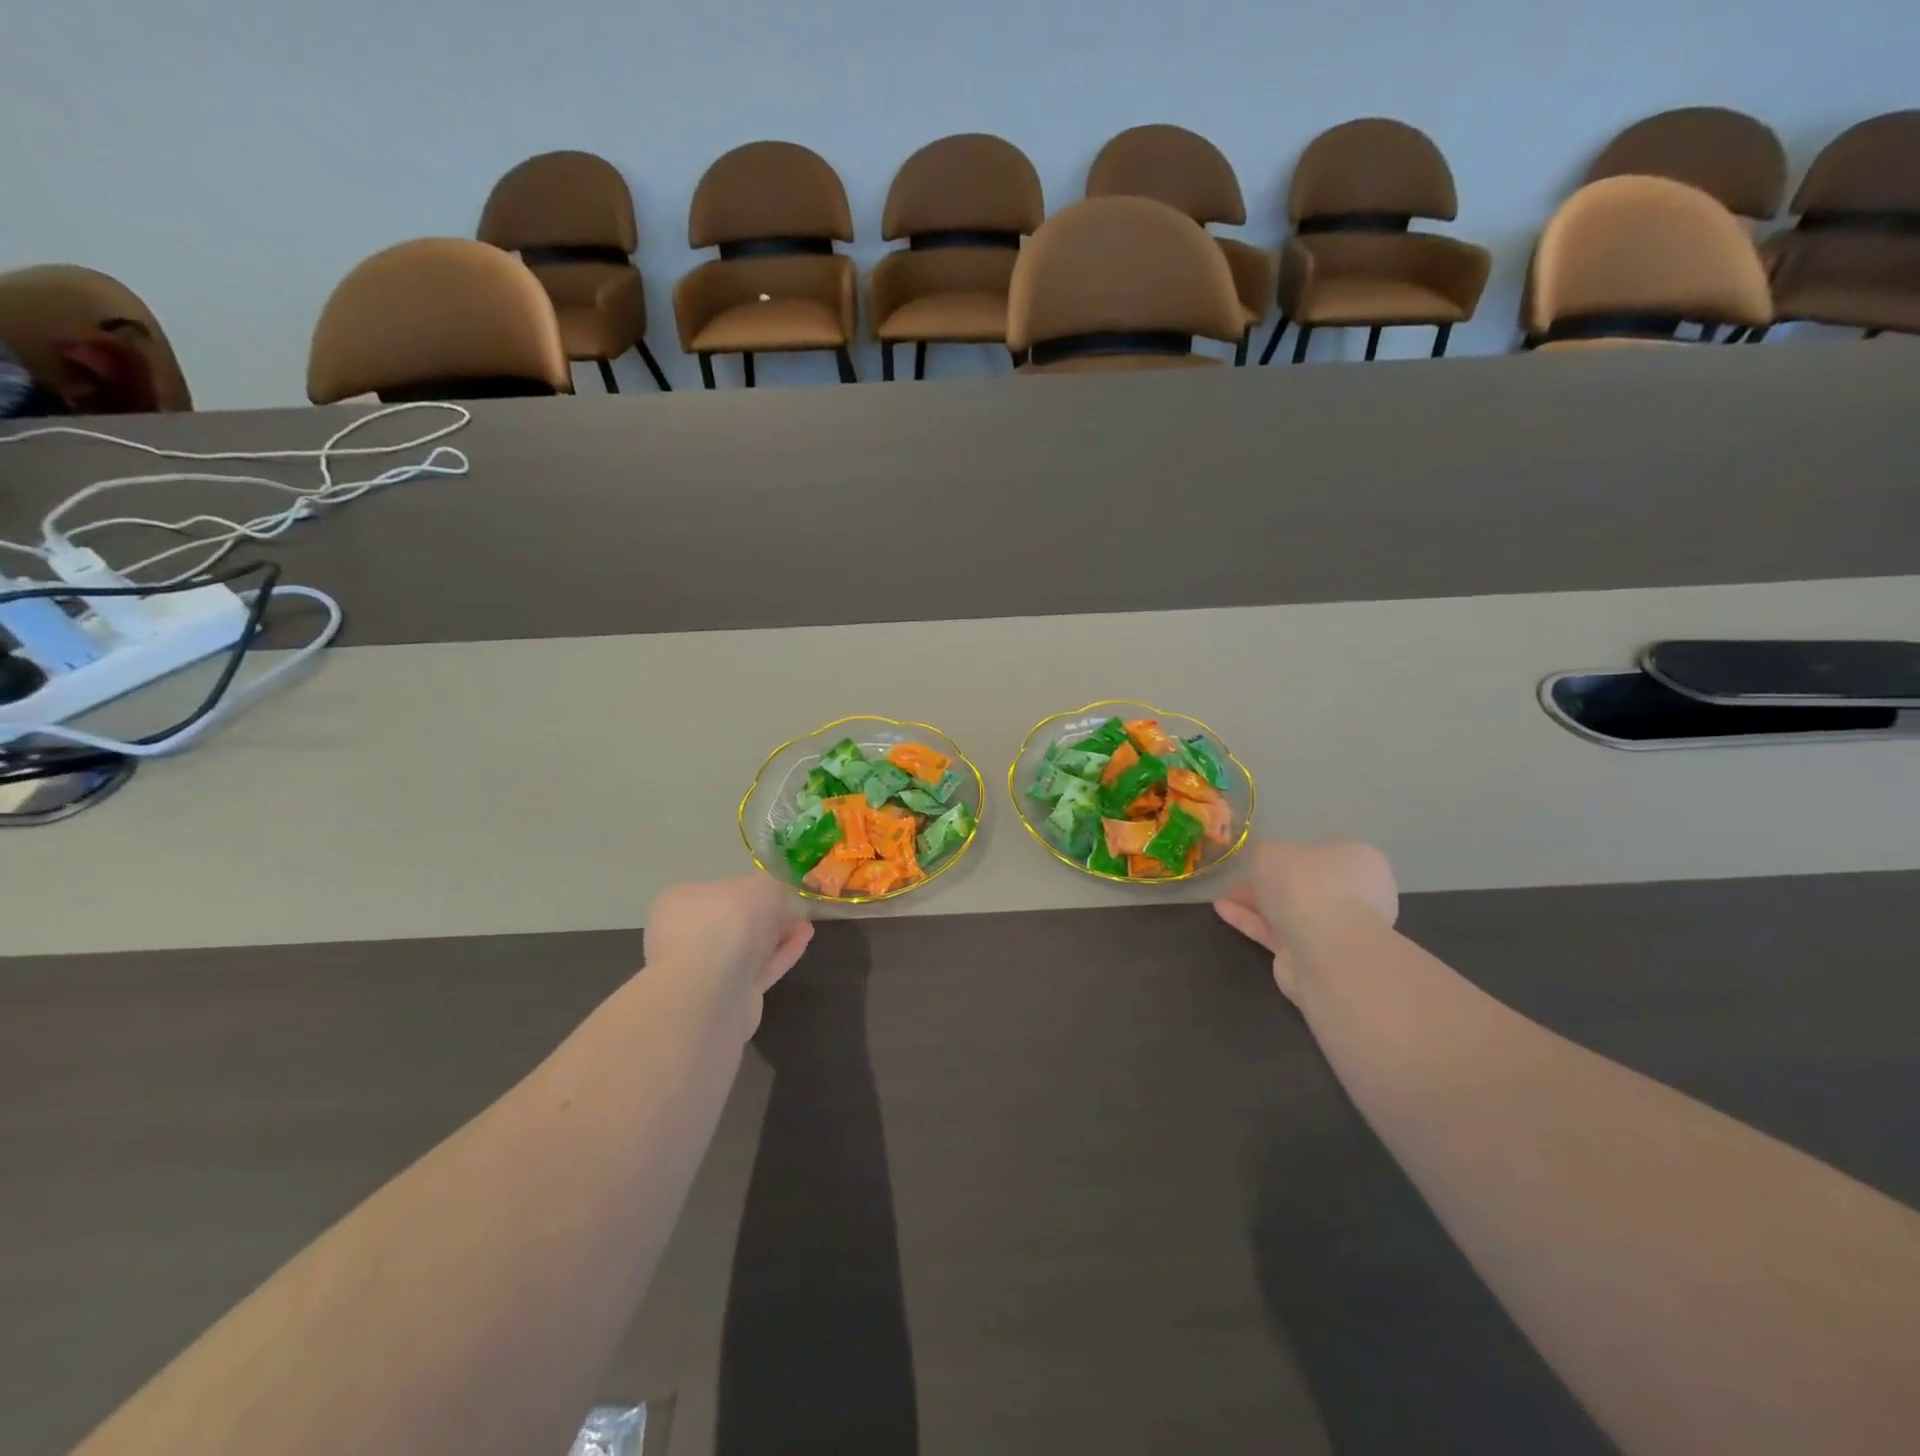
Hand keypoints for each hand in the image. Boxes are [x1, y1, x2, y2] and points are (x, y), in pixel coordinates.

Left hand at [644, 874, 814, 1030]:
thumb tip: (777, 896)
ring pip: (746, 949)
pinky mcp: (727, 998)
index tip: (777, 890)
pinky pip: (758, 969)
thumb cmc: (728, 924)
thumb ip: (772, 886)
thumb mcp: (760, 887)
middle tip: (795, 908)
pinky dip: (780, 954)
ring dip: (776, 936)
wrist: (711, 992)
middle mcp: (685, 937)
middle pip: (732, 922)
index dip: (748, 889)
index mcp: (680, 903)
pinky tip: (804, 940)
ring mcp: (705, 972)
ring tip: (806, 924)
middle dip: (764, 916)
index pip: (716, 891)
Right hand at [1214, 839, 1397, 1002]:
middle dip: (1271, 882)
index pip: (1324, 853)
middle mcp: (1355, 895)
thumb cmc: (1304, 884)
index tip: (1263, 857)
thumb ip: (1261, 852)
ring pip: (1290, 911)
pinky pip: (1278, 933)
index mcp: (1358, 861)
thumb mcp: (1269, 852)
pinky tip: (1222, 911)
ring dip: (1257, 903)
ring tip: (1224, 895)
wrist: (1324, 949)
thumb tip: (1263, 859)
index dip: (1292, 854)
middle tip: (1240, 878)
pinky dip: (1251, 921)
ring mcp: (1336, 929)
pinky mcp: (1313, 956)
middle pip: (1306, 885)